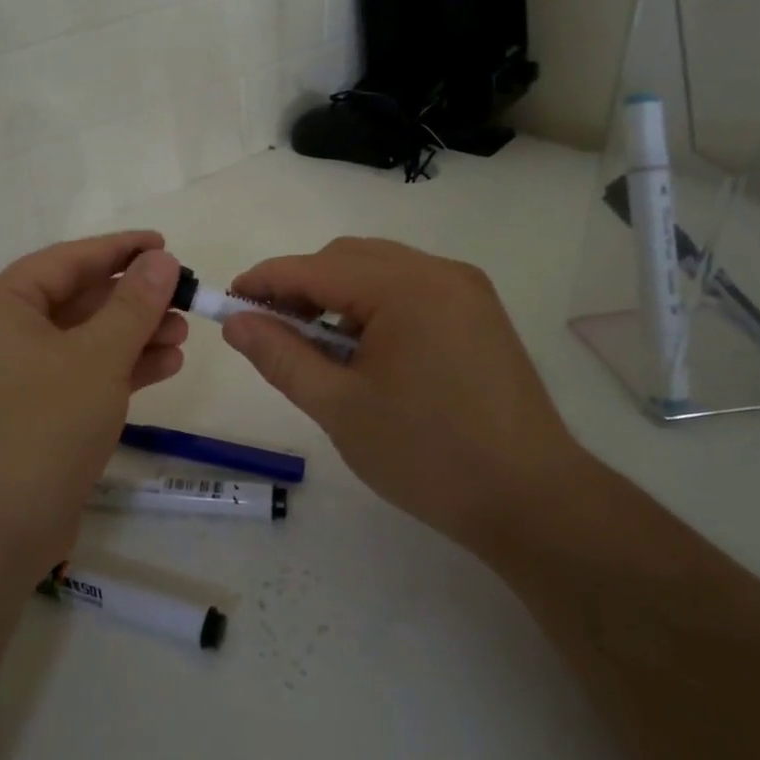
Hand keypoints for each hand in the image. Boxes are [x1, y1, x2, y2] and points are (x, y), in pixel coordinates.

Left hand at [0, 232, 186, 571]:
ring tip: (184, 334)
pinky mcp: (33, 415)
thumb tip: (162, 260)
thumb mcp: (97, 358)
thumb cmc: (41, 425)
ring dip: (133, 335)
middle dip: (133, 299)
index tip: (165, 244)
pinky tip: (166, 366)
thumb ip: (133, 305)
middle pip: (76, 300)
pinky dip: (120, 369)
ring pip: (83, 341)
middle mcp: (1, 335)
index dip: (119, 250)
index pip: (67, 260)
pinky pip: (80, 376)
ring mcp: (15, 378)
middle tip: (184, 297)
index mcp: (0, 305)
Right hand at [222, 237, 587, 554]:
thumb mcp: (338, 407)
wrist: (532, 501)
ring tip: (316, 348)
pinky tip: (363, 352)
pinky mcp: (478, 314)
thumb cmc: (427, 455)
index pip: (315, 267)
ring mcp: (465, 291)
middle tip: (269, 331)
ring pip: (379, 271)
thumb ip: (280, 356)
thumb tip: (236, 322)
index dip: (264, 281)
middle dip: (301, 287)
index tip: (227, 303)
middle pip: (348, 259)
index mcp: (406, 287)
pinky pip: (409, 291)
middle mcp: (439, 272)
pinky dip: (373, 308)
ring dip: (337, 297)